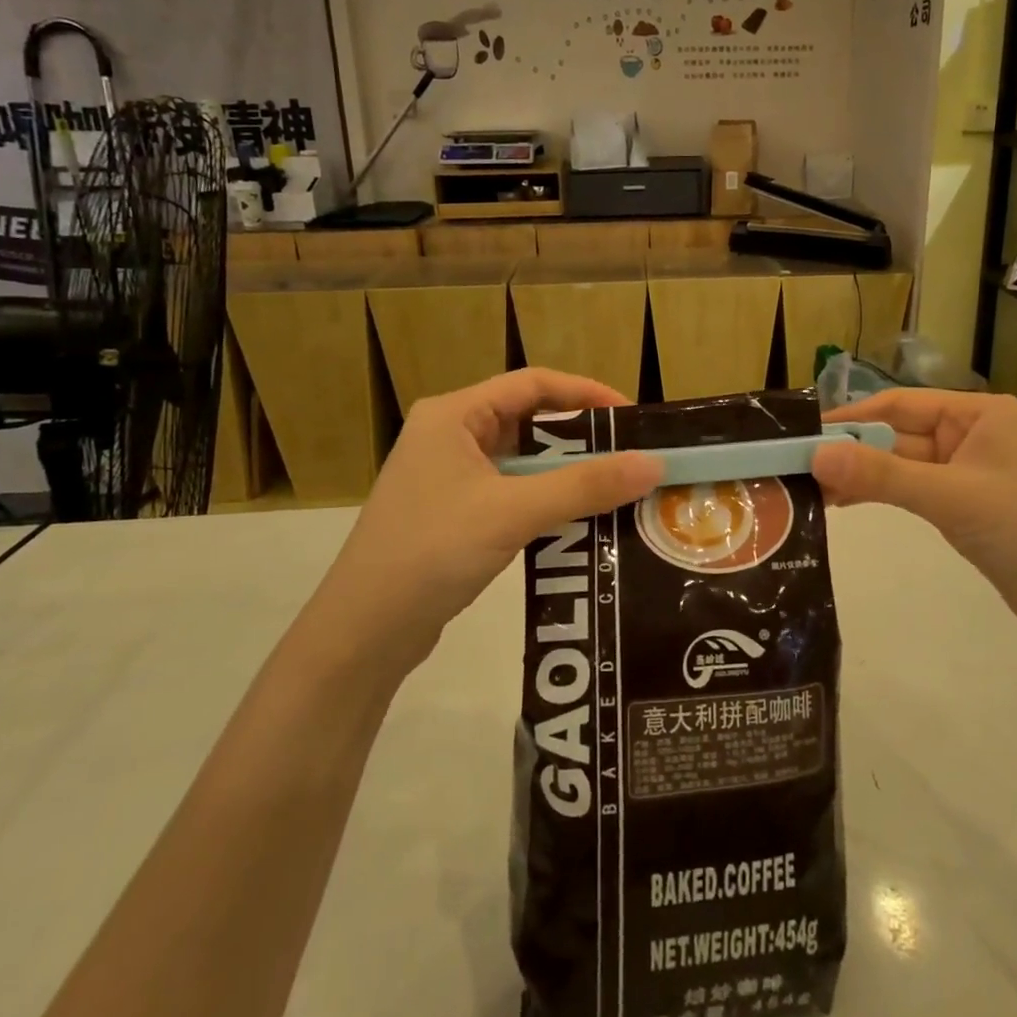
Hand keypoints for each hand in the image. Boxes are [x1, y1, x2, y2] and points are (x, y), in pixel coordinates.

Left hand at [328, 370, 661, 663]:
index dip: (585, 393)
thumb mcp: (514, 512)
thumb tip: (654, 463)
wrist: (362, 632)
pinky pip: (510, 491)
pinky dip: (544, 499)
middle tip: (630, 455)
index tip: (631, 417)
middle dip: (580, 437)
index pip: (532, 384)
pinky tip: (577, 520)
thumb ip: (585, 486)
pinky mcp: (452, 513)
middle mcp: (449, 435)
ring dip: (565, 472)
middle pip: (528, 420)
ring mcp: (447, 476)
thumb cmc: (432, 551)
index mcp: (454, 415)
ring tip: (615, 488)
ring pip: (521, 460)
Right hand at [811, 389, 1016, 636]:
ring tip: (812, 489)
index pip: (901, 404)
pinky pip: (915, 490)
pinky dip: (883, 494)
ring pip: (903, 465)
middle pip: (899, 434)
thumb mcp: (951, 498)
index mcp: (978, 414)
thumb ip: (882, 476)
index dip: (852, 418)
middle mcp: (973, 434)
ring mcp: (970, 471)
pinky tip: (846, 503)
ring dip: (863, 475)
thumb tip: (816, 455)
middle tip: (799, 467)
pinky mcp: (967, 505)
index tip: (804, 433)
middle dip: (852, 452)